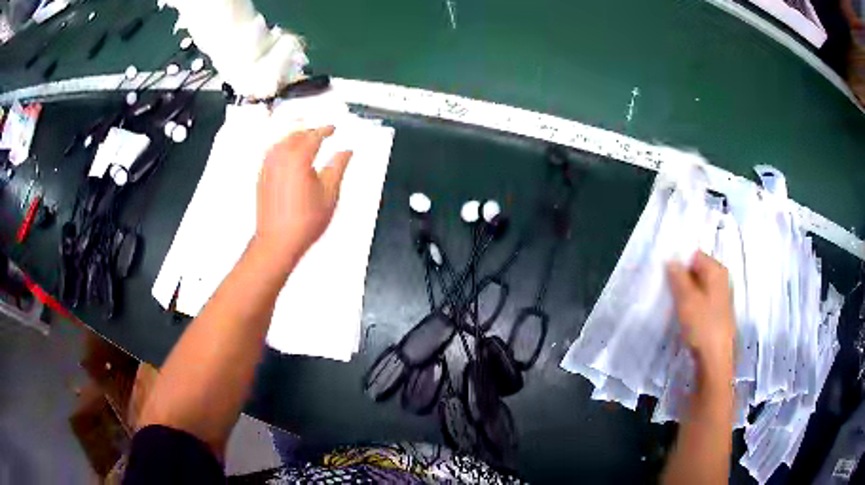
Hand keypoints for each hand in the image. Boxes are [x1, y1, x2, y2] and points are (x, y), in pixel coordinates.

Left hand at [255, 126, 351, 268]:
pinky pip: (272, 152)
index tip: (332, 128)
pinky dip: (283, 147)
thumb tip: (346, 152)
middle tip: (322, 132)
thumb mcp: (330, 193)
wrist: (277, 241)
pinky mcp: (262, 176)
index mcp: (298, 158)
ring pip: (282, 141)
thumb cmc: (303, 222)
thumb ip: (338, 167)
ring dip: (295, 136)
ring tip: (307, 140)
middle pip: (296, 134)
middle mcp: (280, 158)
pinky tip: (289, 153)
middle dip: (310, 131)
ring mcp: (268, 166)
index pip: (314, 135)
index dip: (325, 130)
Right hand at [667, 252, 735, 385]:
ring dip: (686, 295)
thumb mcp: (686, 299)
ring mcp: (721, 298)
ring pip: (699, 288)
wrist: (715, 360)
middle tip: (669, 293)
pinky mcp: (718, 315)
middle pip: (698, 271)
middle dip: (683, 280)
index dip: (680, 264)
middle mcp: (722, 280)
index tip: (667, 279)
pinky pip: (702, 302)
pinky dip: (692, 306)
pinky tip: (685, 318)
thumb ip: (678, 277)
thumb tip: (671, 261)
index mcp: (717, 271)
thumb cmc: (702, 325)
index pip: (695, 256)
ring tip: (675, 307)